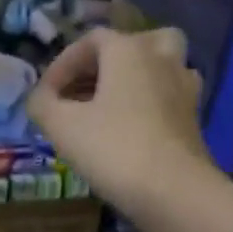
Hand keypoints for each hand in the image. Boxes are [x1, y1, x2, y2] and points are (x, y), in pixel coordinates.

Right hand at [27, 27, 211, 215]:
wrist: (172, 190)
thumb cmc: (113, 149)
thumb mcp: (62, 127)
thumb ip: (42, 105)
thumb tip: (39, 98)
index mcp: (129, 50)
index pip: (91, 40)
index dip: (62, 64)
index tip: (45, 96)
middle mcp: (161, 58)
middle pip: (133, 44)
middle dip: (104, 64)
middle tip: (82, 90)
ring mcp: (184, 88)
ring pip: (158, 68)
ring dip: (133, 80)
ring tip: (109, 107)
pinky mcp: (193, 120)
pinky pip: (167, 98)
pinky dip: (148, 105)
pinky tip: (131, 130)